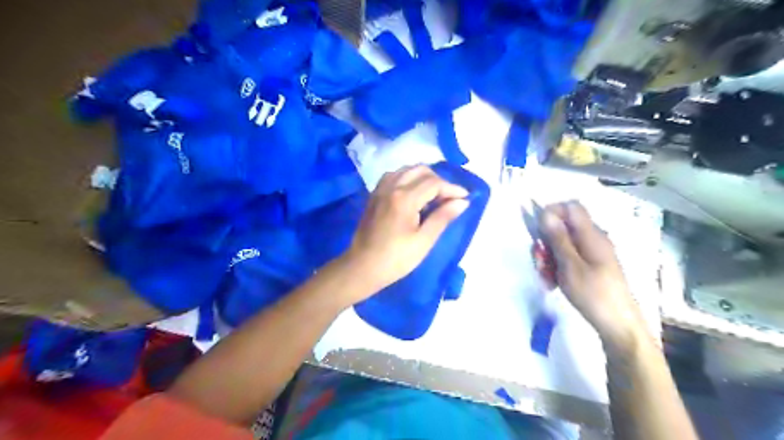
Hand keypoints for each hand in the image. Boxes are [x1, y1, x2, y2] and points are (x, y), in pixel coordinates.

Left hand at [344, 166, 467, 293]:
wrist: (362, 268)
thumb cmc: (396, 259)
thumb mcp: (423, 241)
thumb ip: (442, 217)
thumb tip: (462, 202)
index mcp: (404, 198)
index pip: (434, 183)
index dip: (452, 188)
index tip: (465, 198)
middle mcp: (391, 187)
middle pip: (420, 170)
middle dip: (439, 181)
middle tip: (449, 198)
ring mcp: (380, 189)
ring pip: (406, 170)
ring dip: (423, 178)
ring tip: (433, 196)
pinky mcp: (374, 195)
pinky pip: (394, 177)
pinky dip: (408, 179)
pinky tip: (414, 194)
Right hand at [542, 202, 645, 350]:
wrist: (618, 326)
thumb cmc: (593, 294)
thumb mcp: (570, 266)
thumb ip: (558, 238)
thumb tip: (545, 213)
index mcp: (592, 235)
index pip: (571, 208)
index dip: (552, 213)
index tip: (538, 232)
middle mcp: (593, 240)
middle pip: (564, 228)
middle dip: (546, 241)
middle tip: (539, 262)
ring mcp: (593, 254)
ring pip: (563, 245)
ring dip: (549, 257)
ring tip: (546, 278)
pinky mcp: (592, 267)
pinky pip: (570, 258)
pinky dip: (558, 267)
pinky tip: (553, 283)